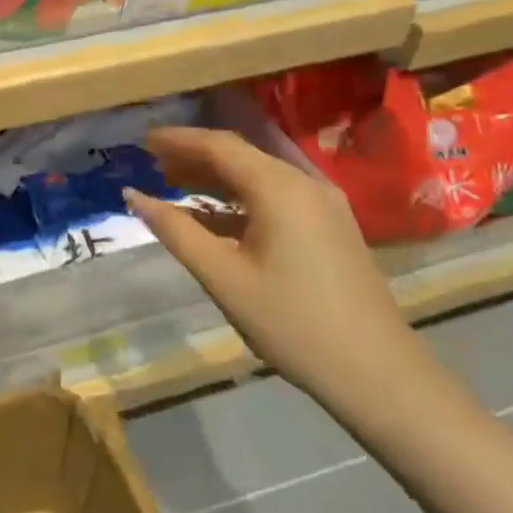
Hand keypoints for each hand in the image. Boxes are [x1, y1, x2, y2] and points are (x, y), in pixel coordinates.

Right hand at [123, 127, 426, 410]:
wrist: (378, 374)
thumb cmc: (292, 323)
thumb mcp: (223, 277)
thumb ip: (176, 230)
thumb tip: (135, 196)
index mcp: (280, 189)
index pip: (219, 146)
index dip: (177, 139)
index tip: (142, 140)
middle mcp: (305, 184)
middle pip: (240, 155)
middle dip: (194, 155)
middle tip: (151, 162)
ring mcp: (323, 205)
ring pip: (258, 175)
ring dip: (216, 177)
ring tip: (173, 183)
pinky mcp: (331, 226)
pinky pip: (276, 197)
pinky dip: (239, 198)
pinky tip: (214, 216)